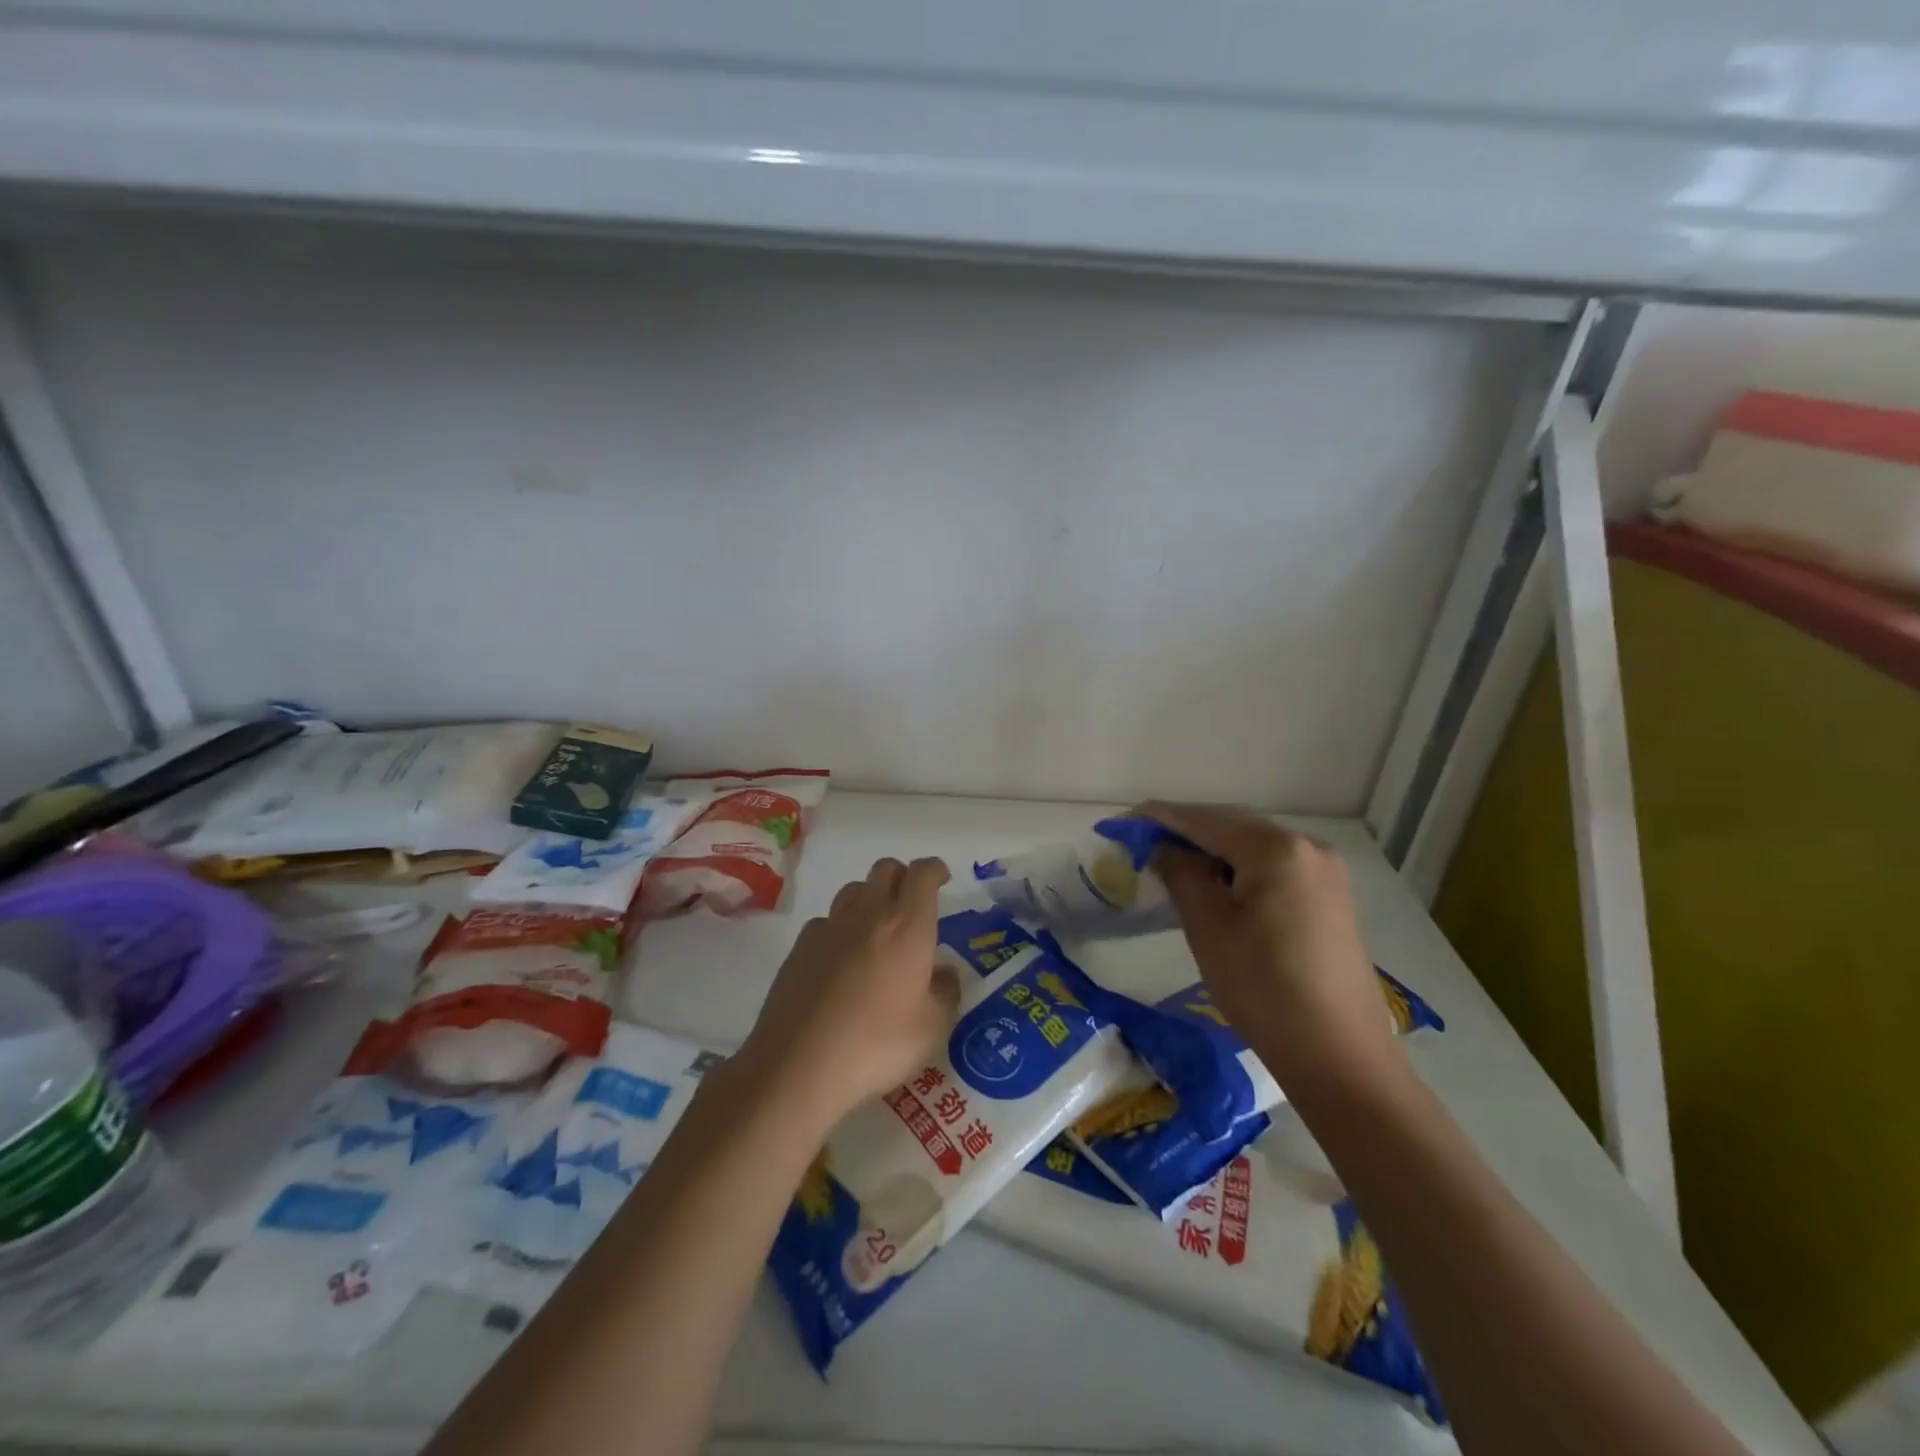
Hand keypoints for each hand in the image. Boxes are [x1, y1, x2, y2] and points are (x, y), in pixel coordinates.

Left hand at [734, 857, 958, 1134]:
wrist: (799, 1065)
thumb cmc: (877, 1044)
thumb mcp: (932, 1028)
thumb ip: (946, 993)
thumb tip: (945, 972)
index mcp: (907, 925)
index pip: (923, 873)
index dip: (935, 869)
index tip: (942, 878)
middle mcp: (868, 914)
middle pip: (885, 869)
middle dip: (902, 876)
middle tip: (912, 903)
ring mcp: (829, 927)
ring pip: (853, 890)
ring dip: (870, 898)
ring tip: (877, 930)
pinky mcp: (800, 947)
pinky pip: (826, 921)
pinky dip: (840, 928)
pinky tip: (841, 959)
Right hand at [1138, 803, 1404, 1097]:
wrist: (1339, 1055)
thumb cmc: (1263, 986)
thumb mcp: (1207, 926)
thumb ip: (1181, 874)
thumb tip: (1165, 848)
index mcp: (1276, 848)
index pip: (1206, 821)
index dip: (1163, 817)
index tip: (1128, 819)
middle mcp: (1308, 847)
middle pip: (1235, 826)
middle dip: (1189, 830)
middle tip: (1147, 842)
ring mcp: (1326, 872)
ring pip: (1256, 846)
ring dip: (1215, 850)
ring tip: (1176, 864)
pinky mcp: (1332, 898)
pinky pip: (1276, 867)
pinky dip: (1241, 868)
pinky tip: (1219, 887)